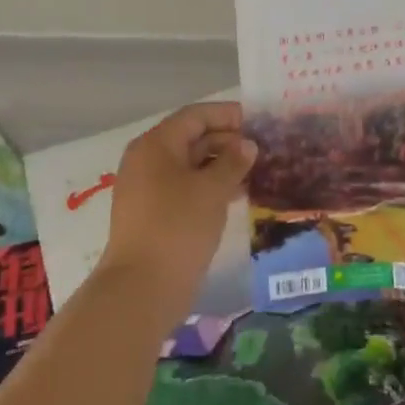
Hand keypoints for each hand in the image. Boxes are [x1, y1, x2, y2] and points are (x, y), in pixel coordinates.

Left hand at [99, 102, 255, 319]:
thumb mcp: (212, 190)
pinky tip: (236, 195)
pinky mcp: (152, 214)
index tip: (258, 121)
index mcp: (156, 144)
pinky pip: (184, 188)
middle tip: (263, 149)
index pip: (195, 116)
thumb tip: (247, 145)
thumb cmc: (178, 227)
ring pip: (189, 165)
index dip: (228, 115)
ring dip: (221, 165)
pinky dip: (209, 186)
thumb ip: (233, 162)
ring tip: (256, 172)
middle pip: (191, 138)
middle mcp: (147, 160)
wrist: (141, 290)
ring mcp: (147, 189)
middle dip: (227, 141)